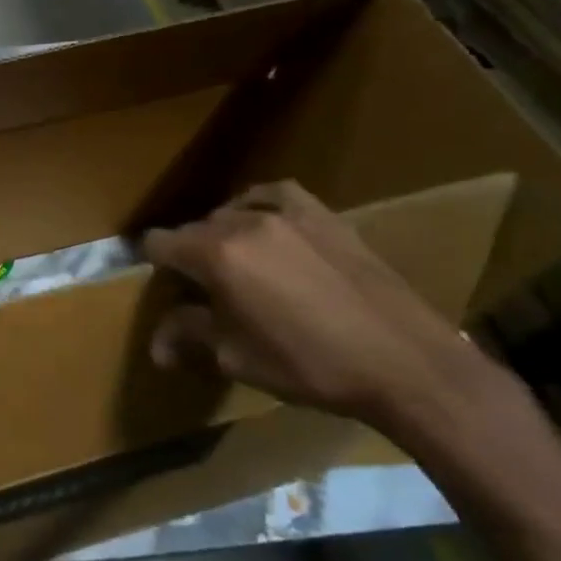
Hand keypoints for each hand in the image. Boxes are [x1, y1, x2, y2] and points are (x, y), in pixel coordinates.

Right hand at [141, 181, 497, 434]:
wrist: (408, 365)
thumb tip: (156, 348)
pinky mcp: (324, 217)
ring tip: (237, 264)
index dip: (152, 265)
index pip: (158, 243)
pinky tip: (265, 224)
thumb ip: (189, 337)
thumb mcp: (237, 358)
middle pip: (193, 229)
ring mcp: (287, 214)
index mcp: (215, 255)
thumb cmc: (311, 365)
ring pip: (231, 213)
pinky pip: (275, 195)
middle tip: (204, 291)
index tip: (164, 289)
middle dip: (189, 256)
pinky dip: (259, 205)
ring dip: (222, 235)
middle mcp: (244, 223)